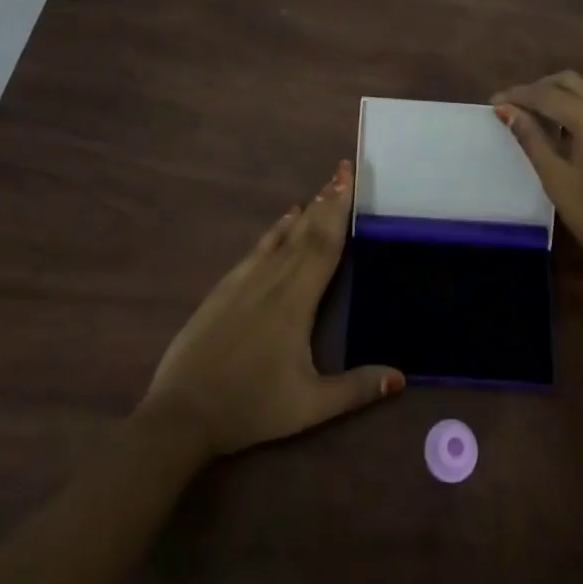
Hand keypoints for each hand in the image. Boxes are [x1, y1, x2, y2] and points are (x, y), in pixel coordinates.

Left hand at [136, 161, 403, 457]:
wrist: (182, 413)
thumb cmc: (250, 407)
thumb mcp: (309, 407)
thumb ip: (356, 389)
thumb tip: (400, 376)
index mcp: (297, 301)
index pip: (325, 244)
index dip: (339, 210)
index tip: (349, 178)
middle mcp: (274, 279)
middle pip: (307, 232)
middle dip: (328, 200)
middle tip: (343, 169)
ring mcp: (246, 280)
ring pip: (283, 235)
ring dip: (306, 211)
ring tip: (323, 189)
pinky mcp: (226, 288)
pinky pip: (258, 247)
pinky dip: (276, 228)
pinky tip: (285, 218)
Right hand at [493, 72, 582, 295]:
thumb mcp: (556, 179)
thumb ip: (532, 139)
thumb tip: (507, 110)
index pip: (548, 94)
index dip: (518, 95)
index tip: (493, 103)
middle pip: (570, 83)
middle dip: (539, 88)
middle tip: (513, 107)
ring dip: (557, 96)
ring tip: (531, 117)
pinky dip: (575, 108)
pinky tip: (559, 131)